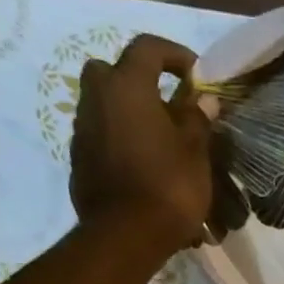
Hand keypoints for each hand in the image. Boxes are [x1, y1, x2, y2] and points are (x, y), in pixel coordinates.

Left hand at [70, 34, 211, 257]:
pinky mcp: (79, 159)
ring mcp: (83, 129)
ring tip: (158, 141)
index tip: (196, 75)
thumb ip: (197, 120)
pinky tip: (142, 165)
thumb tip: (203, 99)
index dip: (174, 54)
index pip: (147, 48)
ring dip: (129, 113)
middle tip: (166, 106)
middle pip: (112, 71)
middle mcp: (96, 98)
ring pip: (104, 105)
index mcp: (127, 86)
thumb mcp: (195, 153)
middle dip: (138, 81)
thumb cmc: (168, 187)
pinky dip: (120, 140)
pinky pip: (101, 136)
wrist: (126, 235)